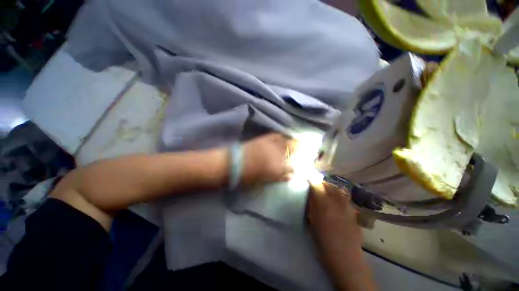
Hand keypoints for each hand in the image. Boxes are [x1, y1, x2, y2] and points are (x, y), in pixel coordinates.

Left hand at [240, 133, 293, 186]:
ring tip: (292, 144)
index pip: (291, 168)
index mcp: (277, 168)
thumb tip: (289, 177)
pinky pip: (276, 135)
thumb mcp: (264, 180)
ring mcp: (271, 145)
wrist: (234, 163)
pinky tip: (283, 137)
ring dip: (290, 144)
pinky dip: (281, 136)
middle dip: (294, 154)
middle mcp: (277, 155)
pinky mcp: (264, 139)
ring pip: (286, 143)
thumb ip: (278, 178)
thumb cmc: (248, 175)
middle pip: (291, 153)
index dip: (292, 169)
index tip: (290, 170)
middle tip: (293, 154)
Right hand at [307, 182, 361, 252]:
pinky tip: (335, 200)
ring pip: (338, 190)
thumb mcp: (313, 221)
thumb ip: (312, 205)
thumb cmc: (324, 240)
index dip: (311, 179)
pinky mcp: (353, 211)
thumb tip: (310, 193)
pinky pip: (344, 197)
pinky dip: (338, 194)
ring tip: (325, 190)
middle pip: (329, 185)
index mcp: (325, 205)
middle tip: (316, 184)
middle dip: (321, 182)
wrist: (346, 257)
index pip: (317, 186)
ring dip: (330, 187)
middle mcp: (337, 202)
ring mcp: (347, 206)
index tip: (307, 177)